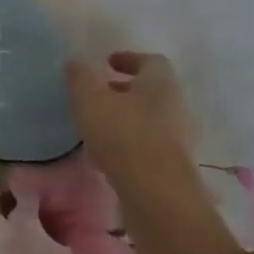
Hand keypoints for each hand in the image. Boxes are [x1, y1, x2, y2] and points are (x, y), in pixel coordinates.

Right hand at [64, 51, 196, 193]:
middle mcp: (175, 106)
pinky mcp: (173, 167)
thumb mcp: (90, 100)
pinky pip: (151, 145)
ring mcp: (179, 139)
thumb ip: (80, 77)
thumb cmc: (123, 136)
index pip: (151, 61)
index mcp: (160, 83)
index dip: (129, 59)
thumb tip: (75, 60)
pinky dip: (131, 143)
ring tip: (100, 126)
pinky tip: (110, 154)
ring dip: (128, 118)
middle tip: (100, 95)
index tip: (107, 63)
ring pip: (152, 119)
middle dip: (126, 90)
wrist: (156, 194)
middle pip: (153, 91)